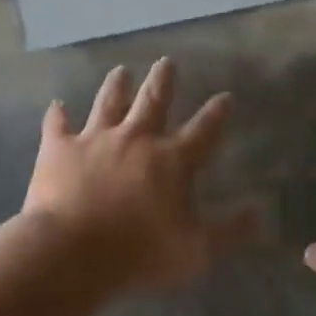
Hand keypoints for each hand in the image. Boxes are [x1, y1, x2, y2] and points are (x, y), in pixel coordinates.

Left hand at [23, 58, 258, 294]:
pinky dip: (57, 115)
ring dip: (116, 86)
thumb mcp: (196, 251)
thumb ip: (229, 232)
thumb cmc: (139, 253)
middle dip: (163, 80)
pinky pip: (57, 126)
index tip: (226, 97)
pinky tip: (56, 105)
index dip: (217, 113)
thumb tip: (259, 213)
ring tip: (121, 71)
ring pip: (108, 103)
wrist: (71, 252)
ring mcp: (95, 140)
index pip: (203, 130)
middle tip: (166, 61)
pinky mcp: (59, 150)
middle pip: (153, 101)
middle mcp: (136, 139)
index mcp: (172, 160)